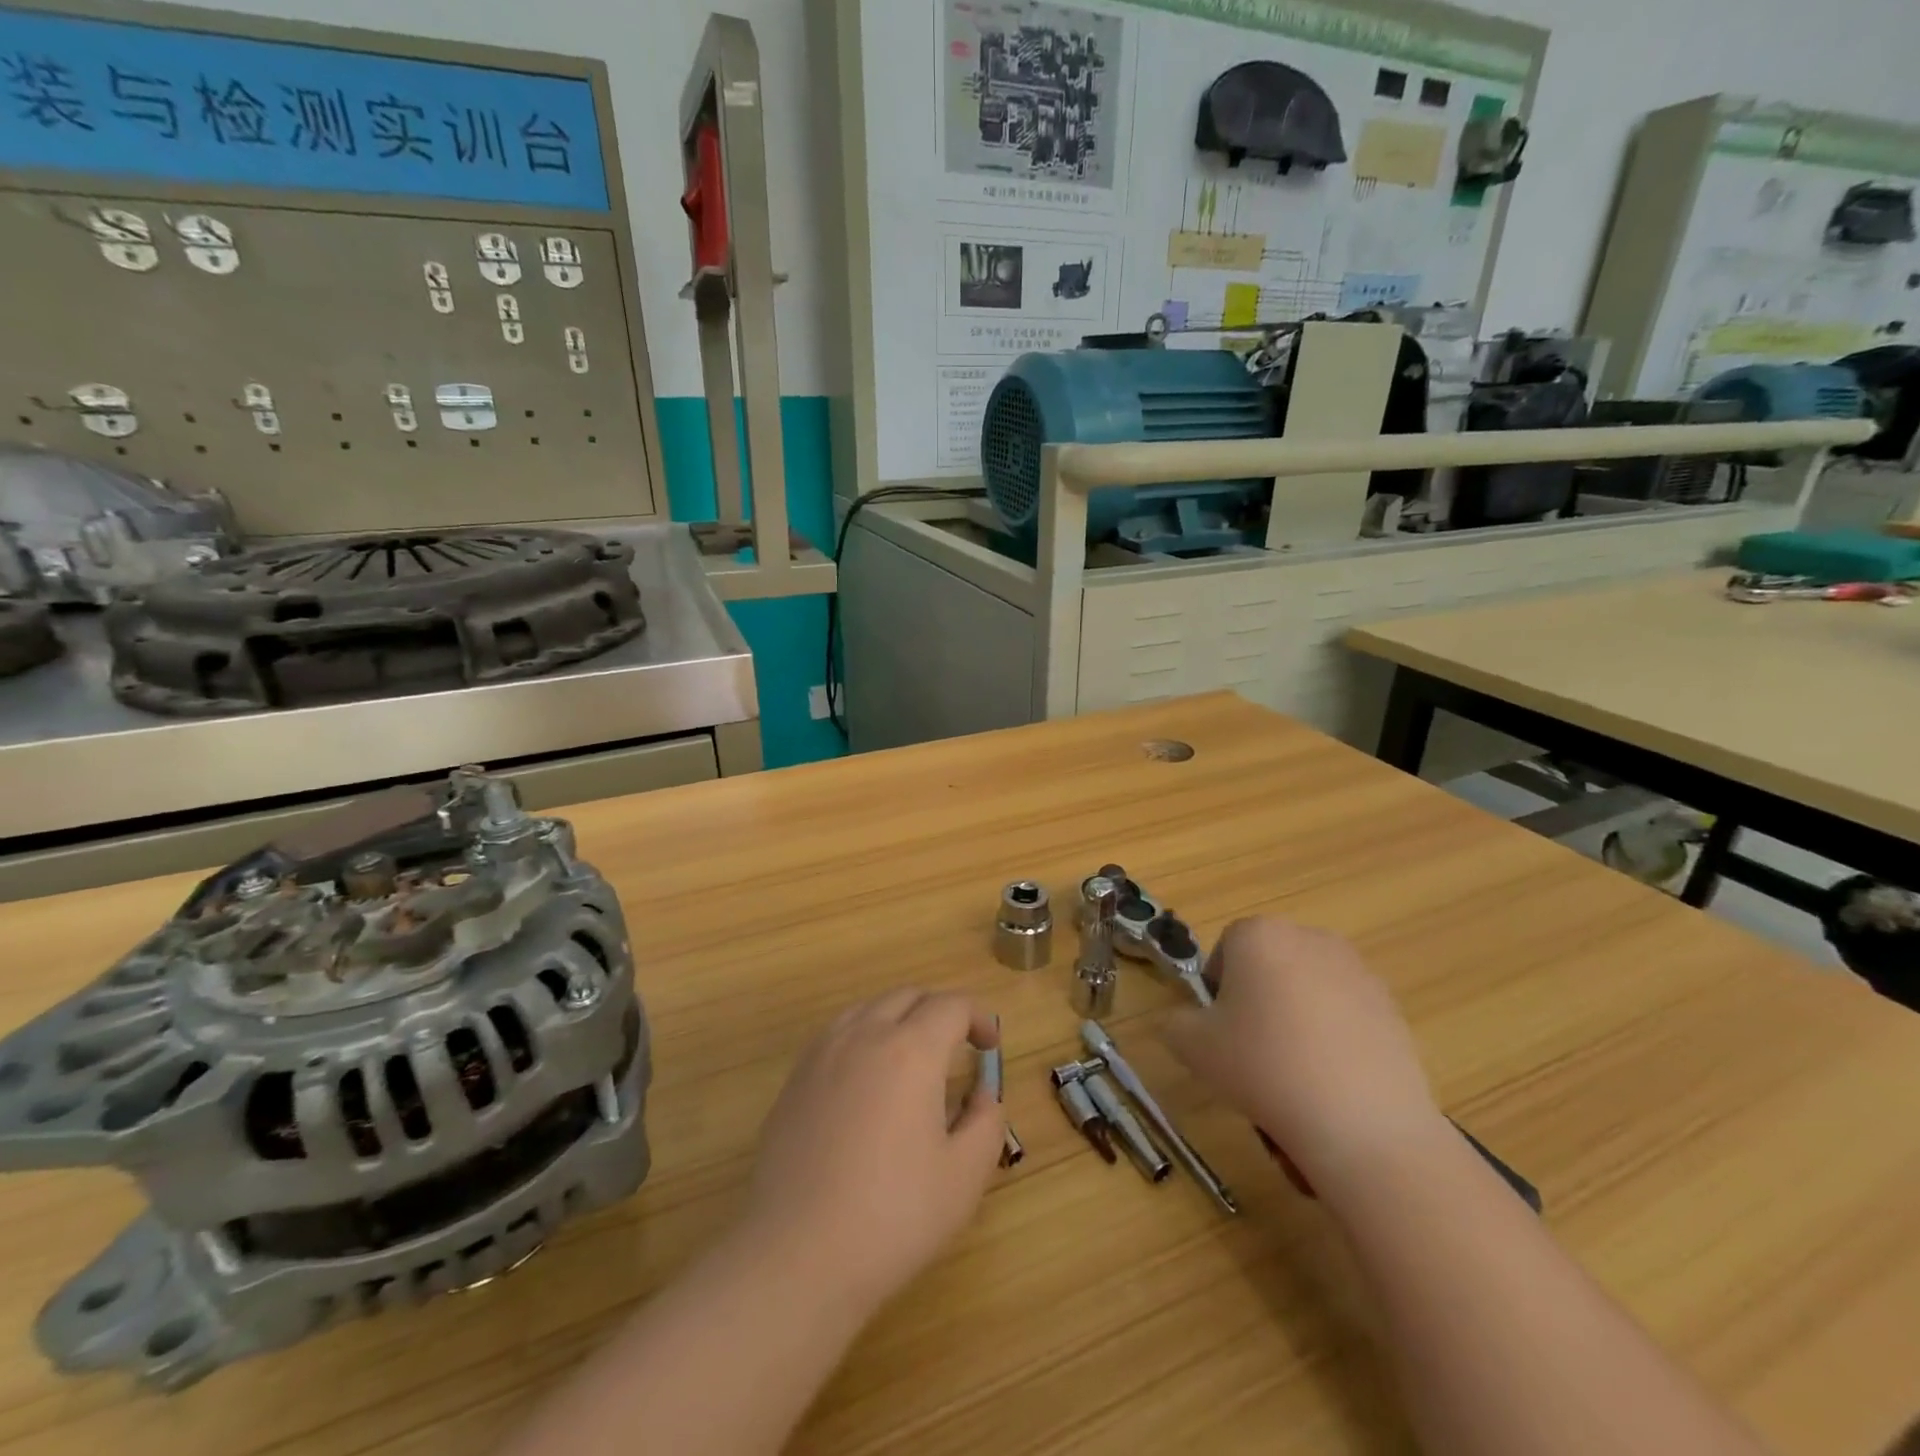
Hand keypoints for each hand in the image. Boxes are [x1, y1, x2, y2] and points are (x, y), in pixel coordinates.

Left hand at [744, 990, 1004, 1312]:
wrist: (797, 1256)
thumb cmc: (892, 1216)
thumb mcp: (964, 1177)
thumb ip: (986, 1123)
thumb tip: (983, 1094)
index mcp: (911, 1050)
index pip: (951, 1006)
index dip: (978, 1017)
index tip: (990, 1047)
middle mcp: (865, 1035)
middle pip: (908, 996)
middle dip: (940, 1010)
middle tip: (958, 1046)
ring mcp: (823, 1054)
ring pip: (869, 1008)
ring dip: (900, 1017)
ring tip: (913, 1057)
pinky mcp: (795, 1079)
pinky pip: (838, 1033)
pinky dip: (864, 1036)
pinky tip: (868, 1079)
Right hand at [1162, 918, 1446, 1200]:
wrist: (1362, 1124)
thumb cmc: (1263, 1068)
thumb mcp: (1191, 1047)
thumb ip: (1175, 1022)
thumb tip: (1189, 1022)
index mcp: (1258, 934)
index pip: (1226, 947)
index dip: (1217, 988)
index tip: (1220, 1029)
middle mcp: (1308, 937)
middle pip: (1269, 963)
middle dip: (1258, 997)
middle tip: (1251, 1048)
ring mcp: (1356, 969)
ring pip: (1307, 987)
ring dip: (1296, 1015)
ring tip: (1294, 1070)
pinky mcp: (1391, 1005)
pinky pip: (1345, 1012)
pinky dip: (1334, 1035)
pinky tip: (1331, 1080)